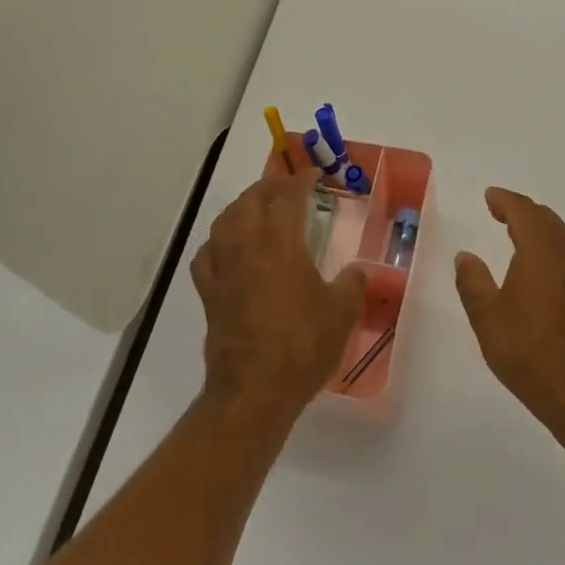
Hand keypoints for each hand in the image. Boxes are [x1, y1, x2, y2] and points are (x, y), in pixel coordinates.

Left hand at [192, 168, 366, 426]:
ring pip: (226, 220)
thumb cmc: (302, 346)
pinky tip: (228, 248)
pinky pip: (208, 253)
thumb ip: (353, 284)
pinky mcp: (208, 293)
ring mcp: (223, 268)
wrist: (254, 391)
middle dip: (271, 186)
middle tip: (290, 188)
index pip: (288, 195)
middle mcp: (247, 245)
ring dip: (243, 206)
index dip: (301, 179)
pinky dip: (218, 241)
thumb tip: (357, 271)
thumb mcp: (342, 313)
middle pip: (252, 199)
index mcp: (280, 242)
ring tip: (258, 208)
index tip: (314, 173)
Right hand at [455, 188, 564, 438]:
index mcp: (541, 250)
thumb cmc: (530, 352)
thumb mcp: (488, 318)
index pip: (523, 210)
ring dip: (537, 227)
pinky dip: (548, 244)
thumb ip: (473, 281)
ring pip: (559, 234)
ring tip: (514, 231)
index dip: (504, 200)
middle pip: (544, 217)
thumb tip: (466, 256)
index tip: (489, 196)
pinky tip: (536, 263)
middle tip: (498, 210)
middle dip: (521, 210)